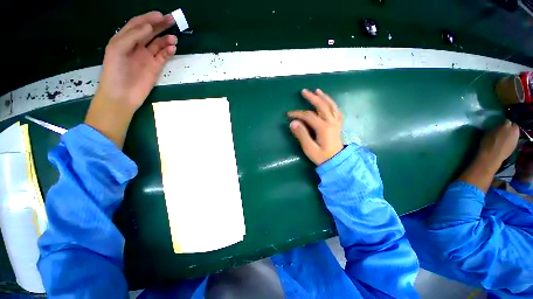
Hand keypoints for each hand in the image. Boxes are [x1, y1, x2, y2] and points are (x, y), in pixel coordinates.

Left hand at [85, 11, 176, 147]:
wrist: (121, 95)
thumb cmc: (115, 71)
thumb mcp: (118, 49)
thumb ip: (132, 36)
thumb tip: (149, 27)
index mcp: (125, 39)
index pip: (137, 25)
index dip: (148, 18)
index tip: (160, 15)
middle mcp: (137, 46)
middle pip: (150, 32)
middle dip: (160, 25)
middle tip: (172, 20)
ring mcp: (147, 57)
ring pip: (159, 44)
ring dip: (166, 40)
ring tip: (174, 38)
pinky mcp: (155, 67)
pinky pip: (163, 56)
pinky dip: (168, 51)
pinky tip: (172, 49)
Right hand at [288, 89, 343, 164]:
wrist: (337, 162)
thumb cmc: (322, 156)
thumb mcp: (309, 148)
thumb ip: (301, 135)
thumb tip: (293, 122)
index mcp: (323, 128)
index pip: (308, 116)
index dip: (297, 114)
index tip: (289, 115)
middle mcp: (331, 122)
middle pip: (321, 106)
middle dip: (312, 98)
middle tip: (304, 91)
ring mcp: (336, 123)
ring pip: (331, 106)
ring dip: (324, 97)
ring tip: (317, 91)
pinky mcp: (337, 125)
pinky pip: (336, 111)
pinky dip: (332, 104)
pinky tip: (328, 101)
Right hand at [478, 120, 518, 163]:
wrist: (492, 156)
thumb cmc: (487, 143)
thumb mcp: (489, 133)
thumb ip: (496, 129)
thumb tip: (498, 128)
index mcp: (506, 126)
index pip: (507, 121)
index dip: (503, 123)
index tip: (500, 125)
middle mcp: (513, 130)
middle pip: (514, 126)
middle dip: (510, 127)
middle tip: (504, 130)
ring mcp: (516, 138)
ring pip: (516, 133)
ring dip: (512, 133)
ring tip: (506, 136)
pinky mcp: (515, 145)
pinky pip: (514, 140)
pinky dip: (511, 140)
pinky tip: (506, 142)